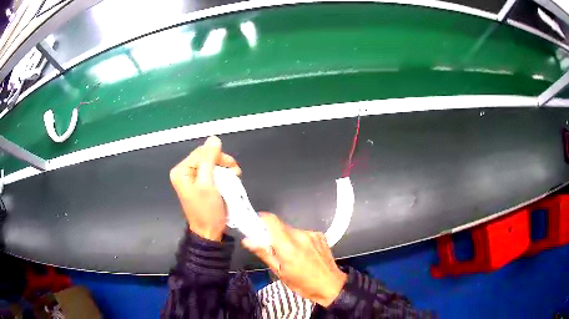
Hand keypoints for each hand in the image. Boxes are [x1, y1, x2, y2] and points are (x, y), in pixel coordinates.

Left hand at [170, 136, 240, 240]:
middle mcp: (185, 172)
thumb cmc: (207, 210)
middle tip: (236, 173)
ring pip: (211, 165)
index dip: (218, 156)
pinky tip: (229, 182)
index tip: (233, 167)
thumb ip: (209, 160)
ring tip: (235, 178)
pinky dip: (222, 176)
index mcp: (182, 171)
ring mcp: (192, 179)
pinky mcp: (200, 185)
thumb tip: (214, 138)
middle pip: (206, 157)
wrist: (209, 232)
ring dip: (224, 170)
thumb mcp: (208, 184)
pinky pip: (212, 173)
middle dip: (222, 163)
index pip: (201, 152)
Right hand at [243, 213, 346, 306]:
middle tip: (271, 249)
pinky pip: (302, 233)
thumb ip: (264, 253)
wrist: (331, 286)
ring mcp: (312, 234)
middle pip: (280, 226)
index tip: (255, 228)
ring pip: (291, 230)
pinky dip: (297, 240)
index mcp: (288, 246)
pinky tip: (302, 254)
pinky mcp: (319, 235)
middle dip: (272, 234)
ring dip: (285, 238)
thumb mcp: (280, 272)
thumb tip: (247, 240)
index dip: (260, 220)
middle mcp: (300, 235)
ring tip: (289, 255)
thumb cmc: (303, 284)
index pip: (271, 220)